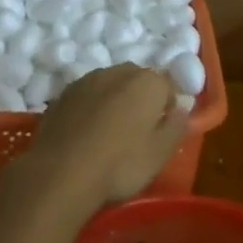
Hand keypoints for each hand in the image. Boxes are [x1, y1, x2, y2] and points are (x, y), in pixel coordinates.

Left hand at [9, 65, 188, 216]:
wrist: (61, 172)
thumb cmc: (120, 164)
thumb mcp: (160, 154)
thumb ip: (176, 127)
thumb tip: (181, 110)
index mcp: (148, 82)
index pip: (168, 87)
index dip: (167, 110)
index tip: (160, 134)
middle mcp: (118, 71)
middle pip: (137, 81)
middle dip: (140, 101)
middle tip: (137, 134)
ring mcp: (87, 79)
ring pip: (110, 86)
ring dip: (114, 102)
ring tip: (109, 135)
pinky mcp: (64, 93)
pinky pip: (87, 96)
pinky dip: (90, 108)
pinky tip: (86, 134)